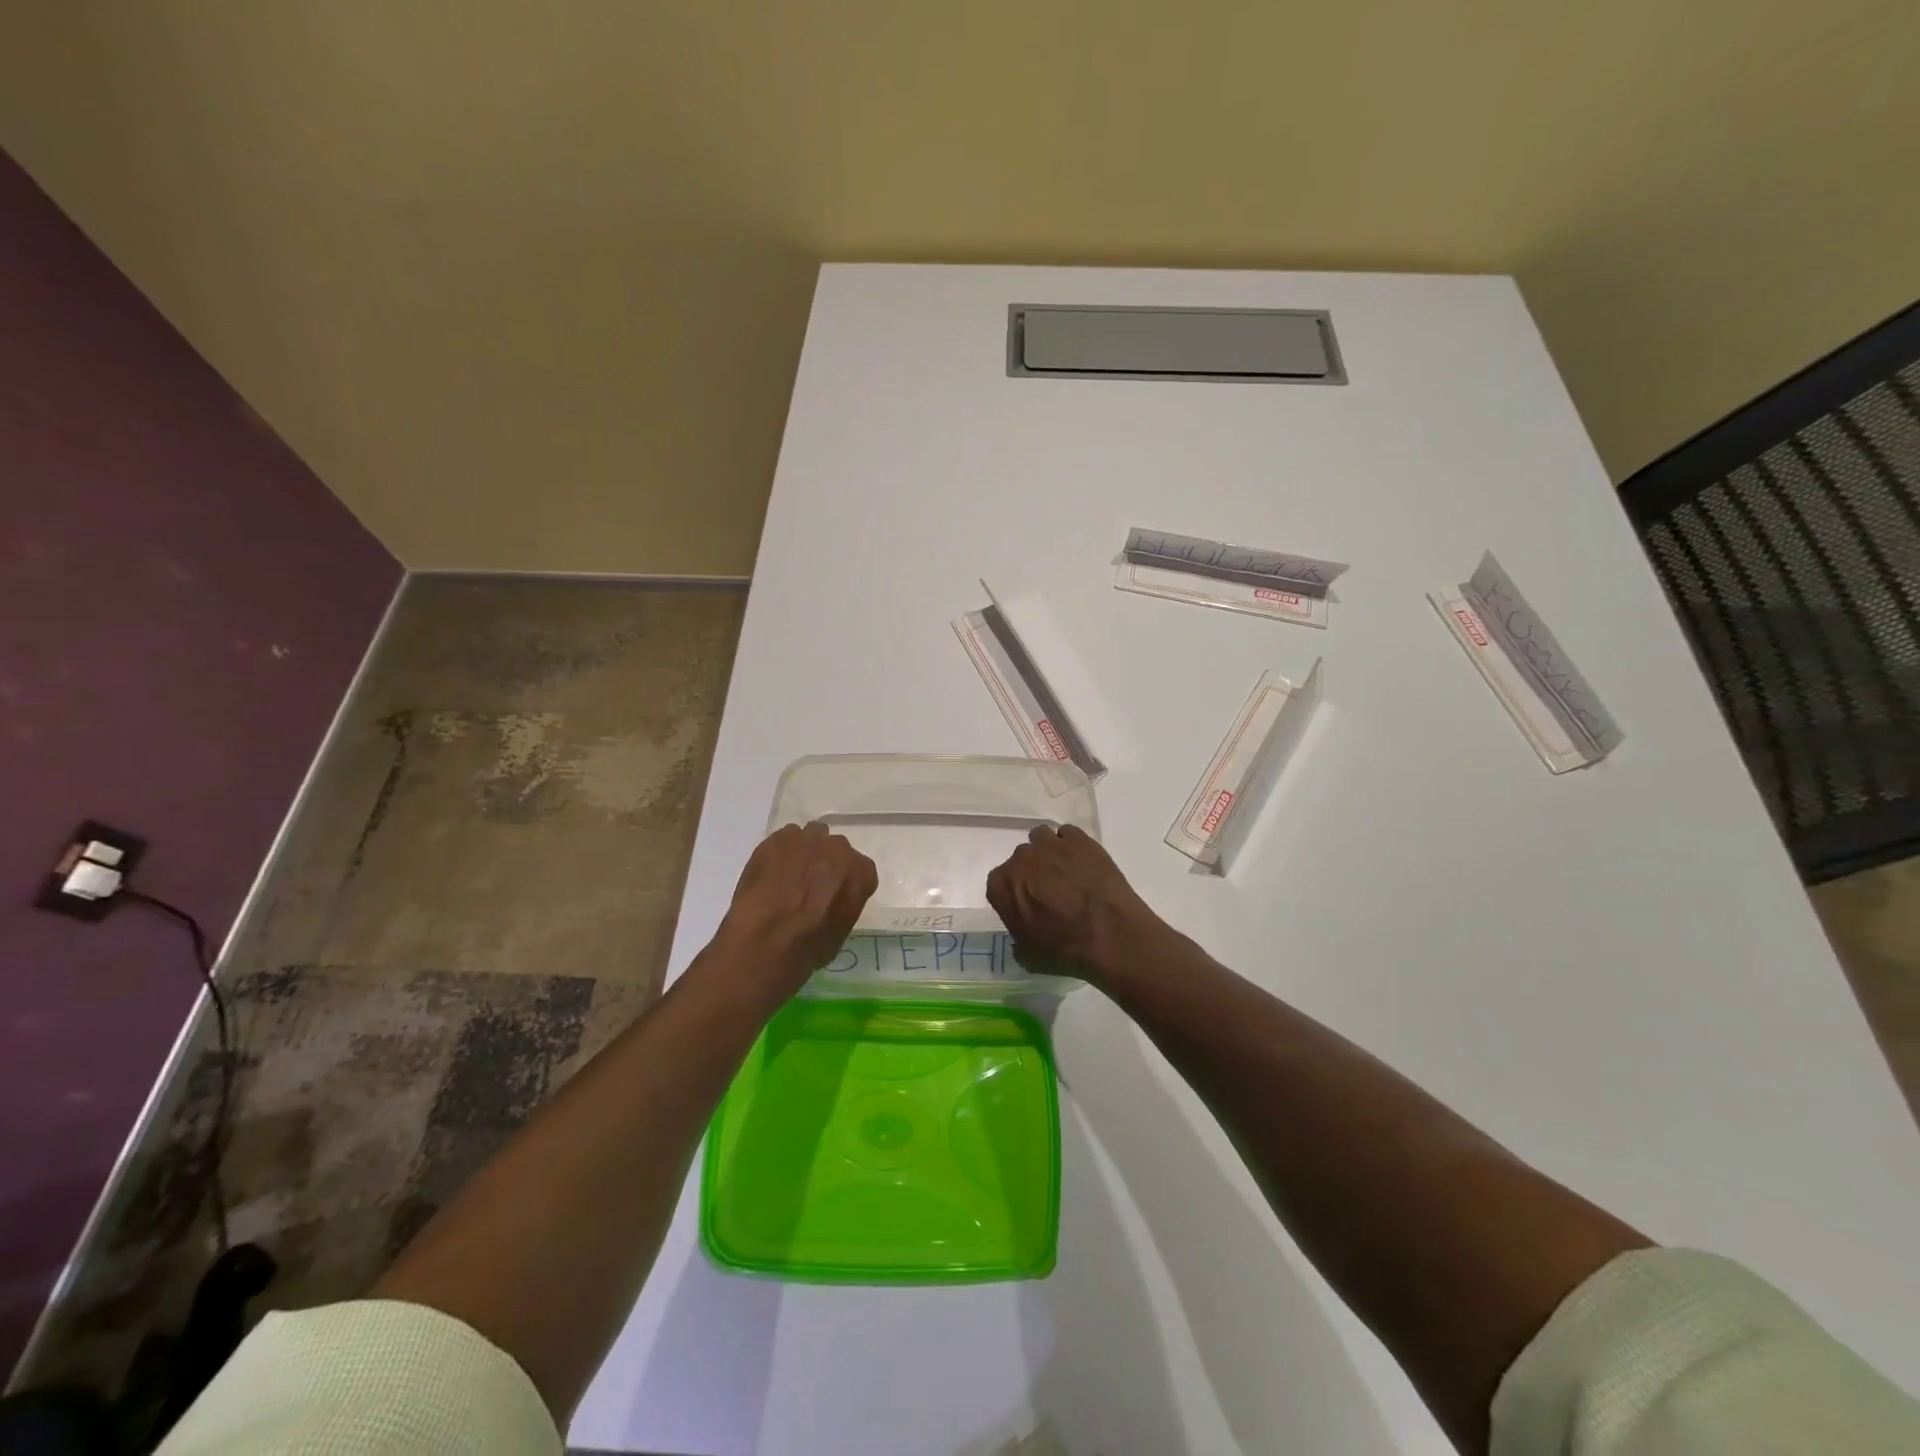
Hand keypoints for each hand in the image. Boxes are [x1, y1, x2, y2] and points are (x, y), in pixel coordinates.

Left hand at [714, 821, 877, 991]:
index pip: (860, 870)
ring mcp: (807, 840)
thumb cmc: (809, 947)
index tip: (834, 895)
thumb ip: (842, 905)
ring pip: (810, 837)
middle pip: (836, 849)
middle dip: (825, 863)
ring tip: (788, 875)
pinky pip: (784, 838)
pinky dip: (780, 852)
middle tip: (809, 885)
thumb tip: (830, 902)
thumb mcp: (840, 932)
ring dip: (804, 852)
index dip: (845, 882)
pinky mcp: (777, 839)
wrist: (766, 940)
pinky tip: (770, 872)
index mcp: (860, 873)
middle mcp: (839, 849)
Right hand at [985, 824, 1165, 977]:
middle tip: (1049, 892)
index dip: (1012, 894)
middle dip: (1031, 872)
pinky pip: (1067, 834)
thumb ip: (1017, 937)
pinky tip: (1083, 863)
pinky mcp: (1079, 839)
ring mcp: (1050, 844)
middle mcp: (1021, 858)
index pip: (998, 883)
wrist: (1110, 934)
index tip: (1026, 906)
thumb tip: (1023, 931)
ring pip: (1041, 838)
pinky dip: (1071, 845)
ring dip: (1048, 852)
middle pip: (1021, 859)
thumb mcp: (1029, 956)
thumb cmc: (1064, 949)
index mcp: (1002, 885)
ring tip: (1065, 871)